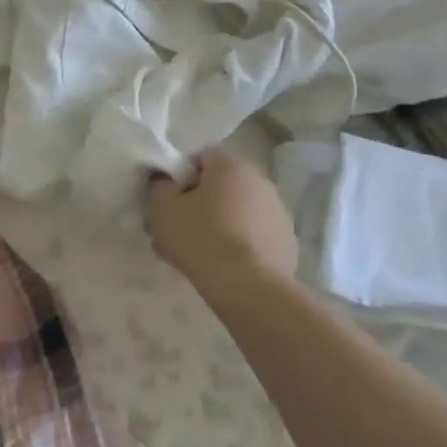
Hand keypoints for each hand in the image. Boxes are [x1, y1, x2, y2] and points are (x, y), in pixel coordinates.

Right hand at [145, 152, 299, 293]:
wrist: (248, 287)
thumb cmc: (201, 238)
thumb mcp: (162, 209)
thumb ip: (159, 188)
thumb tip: (165, 183)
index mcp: (230, 165)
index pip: (199, 160)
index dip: (180, 179)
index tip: (169, 204)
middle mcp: (259, 181)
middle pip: (220, 187)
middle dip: (200, 205)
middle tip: (180, 232)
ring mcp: (278, 212)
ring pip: (239, 212)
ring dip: (221, 225)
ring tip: (202, 255)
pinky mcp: (287, 242)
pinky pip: (255, 236)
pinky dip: (241, 245)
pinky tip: (226, 267)